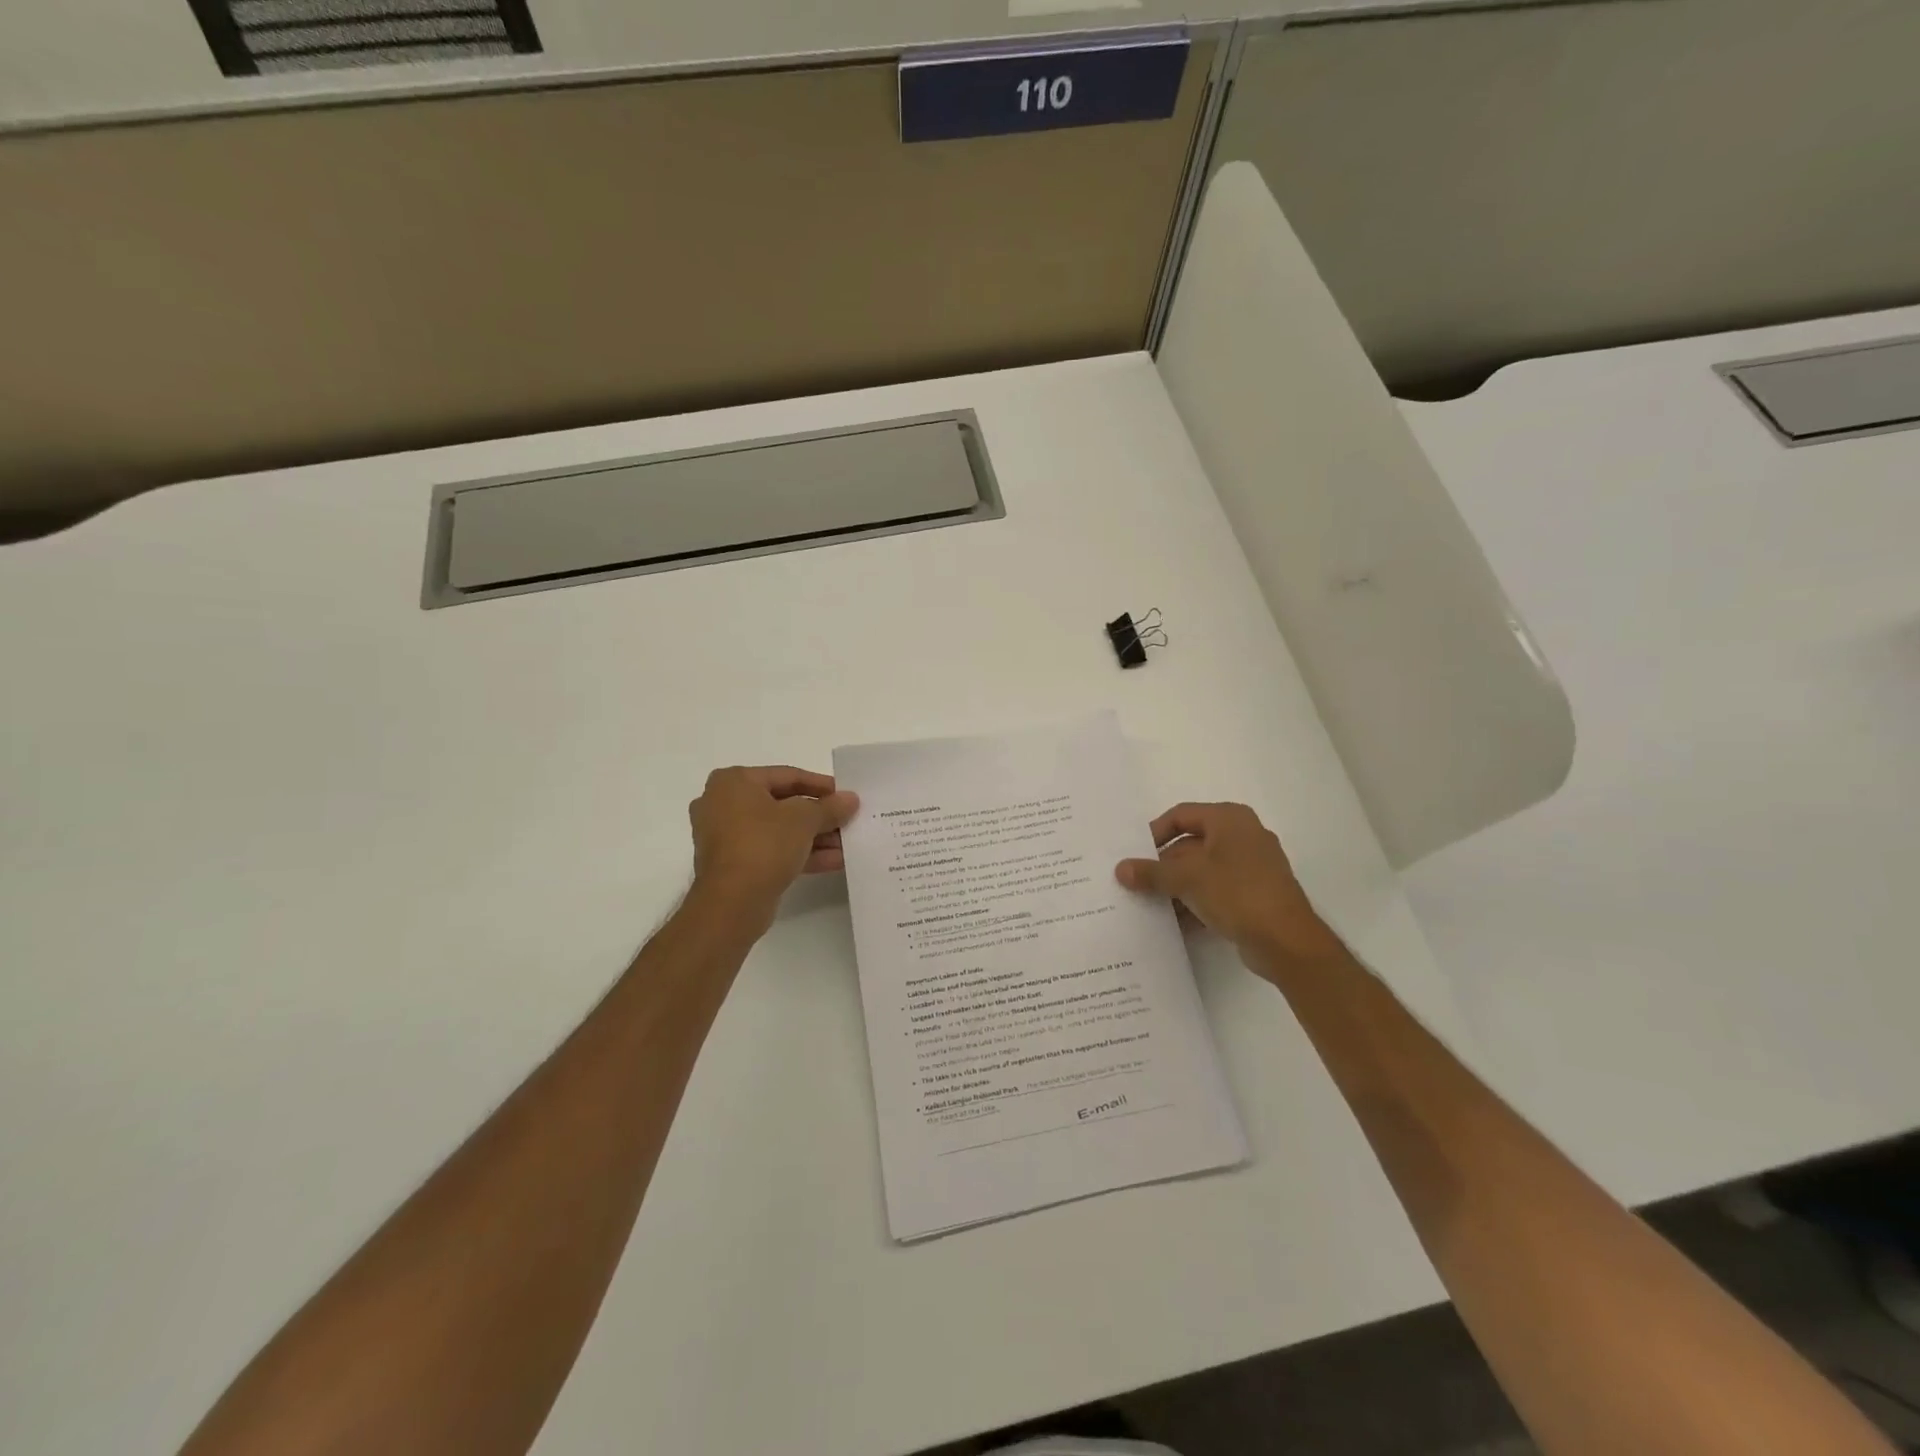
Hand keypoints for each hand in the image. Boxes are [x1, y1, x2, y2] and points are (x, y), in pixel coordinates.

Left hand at [687, 766, 858, 931]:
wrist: (732, 903)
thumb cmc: (763, 844)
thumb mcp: (804, 819)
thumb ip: (830, 807)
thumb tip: (850, 799)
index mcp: (734, 782)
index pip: (787, 776)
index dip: (822, 785)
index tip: (846, 795)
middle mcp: (723, 804)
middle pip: (783, 804)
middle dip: (818, 815)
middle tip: (847, 820)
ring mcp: (725, 836)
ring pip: (778, 830)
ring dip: (814, 837)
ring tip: (846, 844)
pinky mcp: (733, 864)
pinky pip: (771, 851)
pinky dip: (799, 853)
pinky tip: (834, 861)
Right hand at [1115, 802, 1346, 971]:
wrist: (1287, 942)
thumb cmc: (1237, 893)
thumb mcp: (1187, 879)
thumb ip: (1152, 873)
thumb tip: (1121, 869)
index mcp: (1229, 819)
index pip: (1181, 816)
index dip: (1154, 833)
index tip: (1134, 855)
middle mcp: (1242, 836)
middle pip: (1190, 844)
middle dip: (1163, 865)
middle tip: (1136, 883)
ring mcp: (1251, 867)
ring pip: (1202, 870)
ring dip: (1176, 886)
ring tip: (1149, 904)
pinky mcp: (1254, 895)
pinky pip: (1216, 891)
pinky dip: (1195, 902)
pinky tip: (1174, 922)